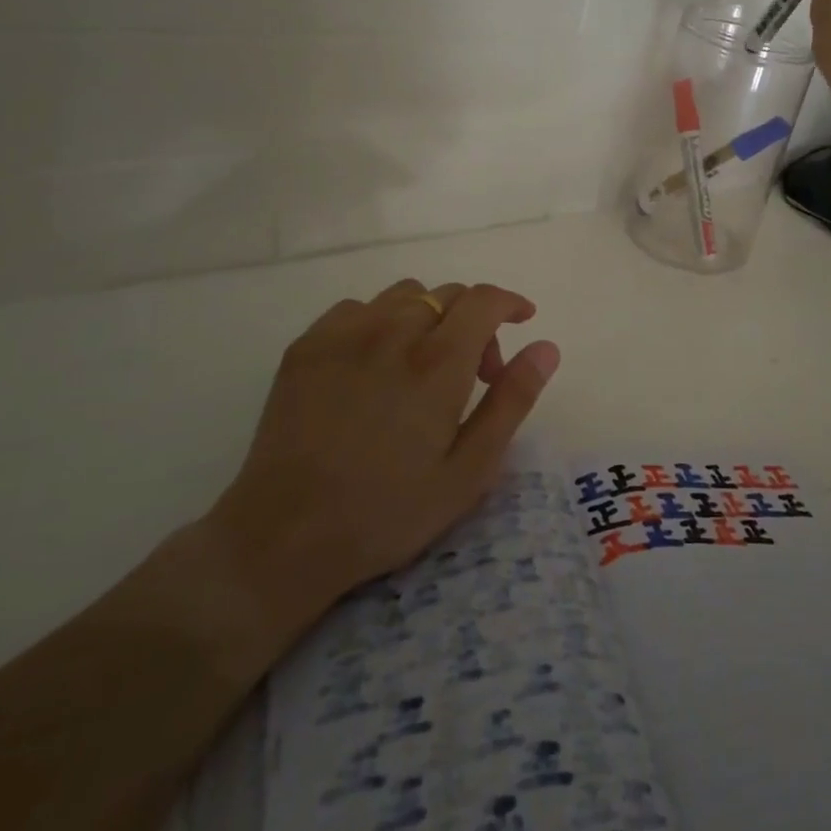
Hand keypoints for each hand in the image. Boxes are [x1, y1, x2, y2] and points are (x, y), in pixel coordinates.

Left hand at [208, 279, 559, 606]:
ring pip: (403, 295)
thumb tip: (546, 347)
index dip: (510, 302)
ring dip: (429, 317)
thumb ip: (511, 400)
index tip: (522, 318)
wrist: (285, 536)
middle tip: (473, 374)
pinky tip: (376, 365)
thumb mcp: (469, 470)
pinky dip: (382, 322)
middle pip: (446, 295)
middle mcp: (392, 332)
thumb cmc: (388, 511)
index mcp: (438, 363)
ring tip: (423, 365)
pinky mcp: (306, 346)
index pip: (483, 300)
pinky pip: (358, 309)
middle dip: (474, 321)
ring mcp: (343, 334)